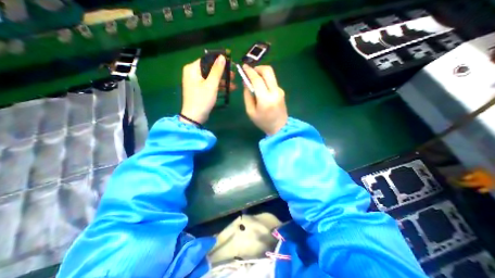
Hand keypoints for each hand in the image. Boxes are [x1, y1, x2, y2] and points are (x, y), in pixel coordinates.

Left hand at [181, 56, 228, 123]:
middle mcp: (193, 73)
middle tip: (234, 75)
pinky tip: (228, 89)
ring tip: (233, 84)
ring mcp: (196, 82)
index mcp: (192, 69)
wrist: (195, 117)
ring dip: (222, 81)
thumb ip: (217, 71)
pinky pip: (210, 84)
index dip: (219, 61)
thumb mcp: (211, 85)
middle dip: (223, 73)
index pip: (207, 59)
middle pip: (210, 68)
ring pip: (211, 77)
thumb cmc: (202, 100)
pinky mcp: (200, 89)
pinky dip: (218, 86)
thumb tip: (222, 57)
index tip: (230, 64)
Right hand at [243, 64, 287, 135]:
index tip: (243, 67)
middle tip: (250, 71)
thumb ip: (247, 96)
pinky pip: (272, 81)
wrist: (280, 127)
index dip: (249, 71)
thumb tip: (246, 82)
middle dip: (257, 68)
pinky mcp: (282, 91)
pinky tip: (261, 86)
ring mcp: (280, 90)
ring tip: (254, 78)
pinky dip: (265, 79)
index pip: (257, 79)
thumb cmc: (263, 122)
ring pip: (271, 74)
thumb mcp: (250, 111)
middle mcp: (275, 92)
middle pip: (268, 71)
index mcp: (265, 99)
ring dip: (261, 73)